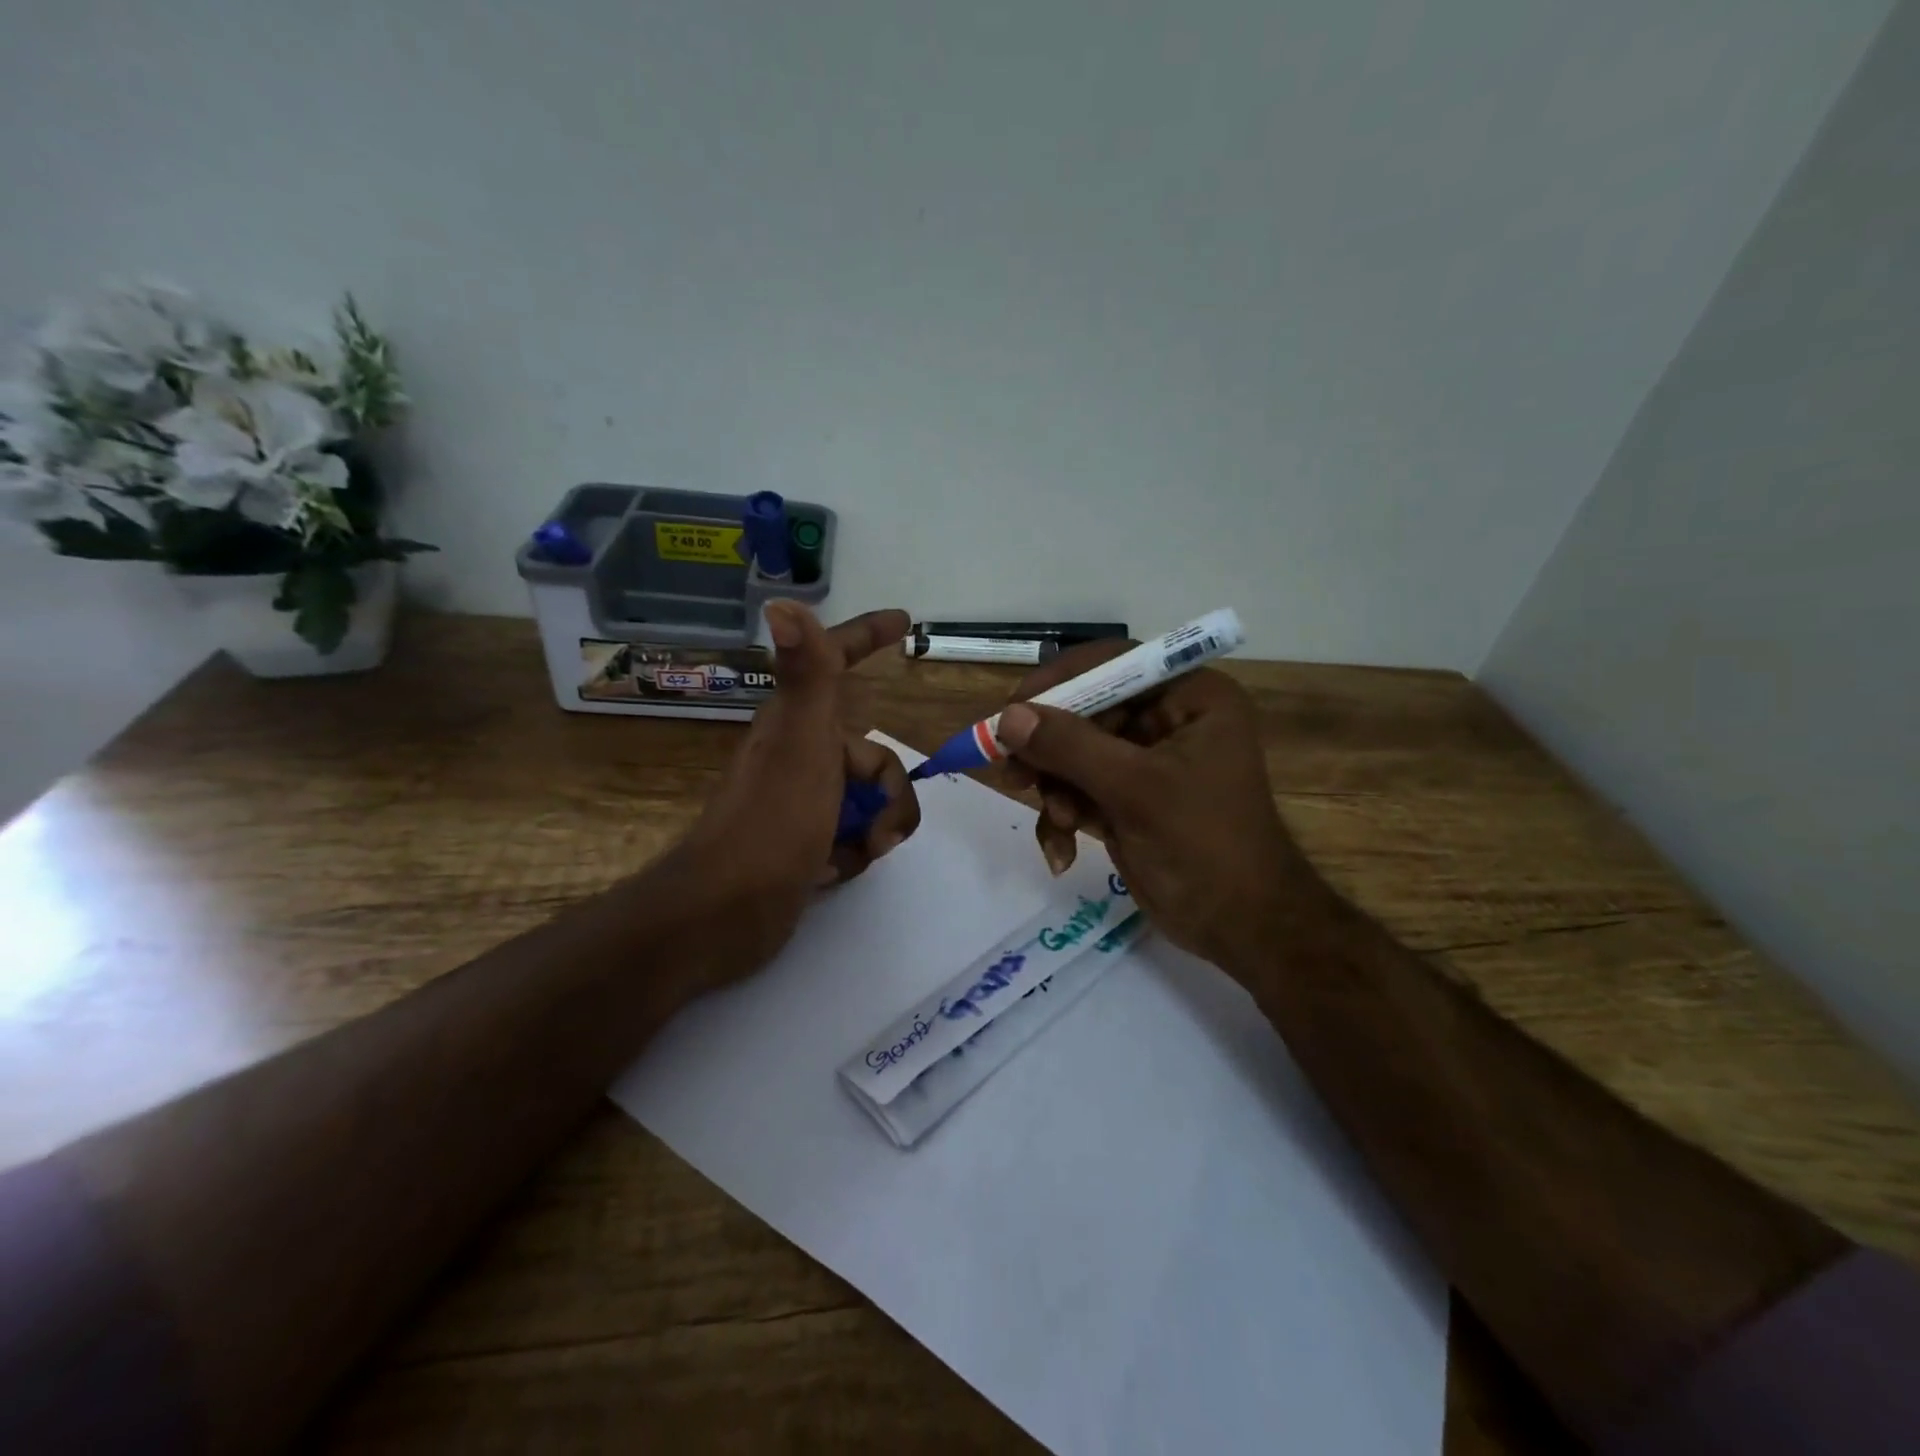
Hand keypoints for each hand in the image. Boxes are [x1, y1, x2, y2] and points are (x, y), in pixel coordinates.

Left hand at [662, 602, 920, 988]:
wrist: (728, 912)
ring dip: (878, 826)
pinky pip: (853, 835)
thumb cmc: (772, 820)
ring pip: (869, 799)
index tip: (904, 623)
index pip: (838, 662)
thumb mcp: (802, 742)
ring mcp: (801, 802)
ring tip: (859, 854)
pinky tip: (831, 873)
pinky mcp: (803, 843)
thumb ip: (808, 674)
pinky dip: (854, 853)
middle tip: (880, 831)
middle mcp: (799, 755)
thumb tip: (782, 600)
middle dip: (891, 793)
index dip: (868, 637)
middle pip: (873, 757)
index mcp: (798, 723)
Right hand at [996, 646, 1323, 973]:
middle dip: (1050, 748)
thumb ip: (1070, 747)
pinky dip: (1063, 816)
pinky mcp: (1126, 798)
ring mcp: (1144, 762)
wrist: (1240, 927)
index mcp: (1190, 698)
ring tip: (1059, 821)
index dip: (1062, 680)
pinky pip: (1078, 790)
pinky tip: (1062, 852)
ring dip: (1055, 788)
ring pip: (1074, 753)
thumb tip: (1007, 716)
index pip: (1115, 663)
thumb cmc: (1204, 845)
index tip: (1014, 706)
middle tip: (1013, 772)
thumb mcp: (1135, 790)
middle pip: (1086, 710)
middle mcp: (1167, 720)